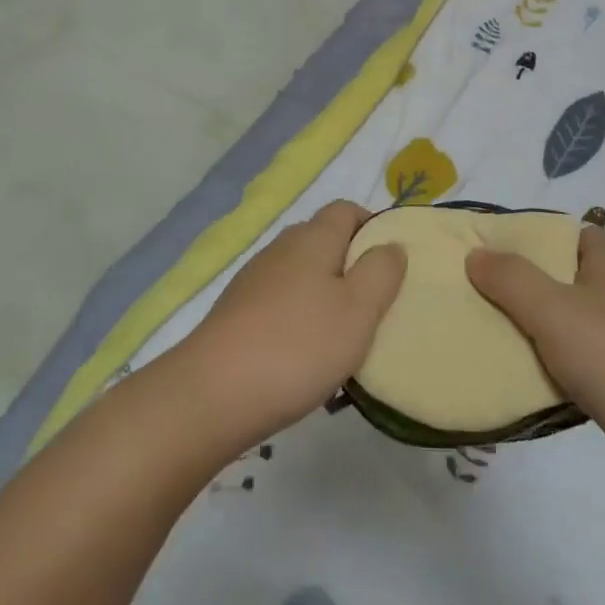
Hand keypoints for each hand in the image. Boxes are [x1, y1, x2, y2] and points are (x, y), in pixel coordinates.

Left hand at [175, 202, 405, 451]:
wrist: (213, 394)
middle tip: (372, 305)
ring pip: (300, 273)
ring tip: (341, 337)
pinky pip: (279, 302)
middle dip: (350, 264)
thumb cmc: (298, 346)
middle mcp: (281, 248)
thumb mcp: (358, 310)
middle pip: (322, 240)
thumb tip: (391, 244)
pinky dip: (297, 317)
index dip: (372, 227)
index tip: (390, 265)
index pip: (346, 210)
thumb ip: (381, 272)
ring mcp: (254, 279)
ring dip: (323, 294)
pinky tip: (303, 355)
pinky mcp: (236, 312)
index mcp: (313, 238)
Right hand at [466, 226, 604, 511]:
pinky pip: (583, 367)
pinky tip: (530, 384)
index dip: (541, 236)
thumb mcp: (552, 310)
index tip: (498, 250)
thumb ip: (511, 279)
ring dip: (539, 331)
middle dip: (529, 285)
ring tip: (494, 336)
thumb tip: (476, 254)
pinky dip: (557, 371)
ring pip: (574, 326)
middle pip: (570, 279)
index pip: (577, 234)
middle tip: (483, 294)